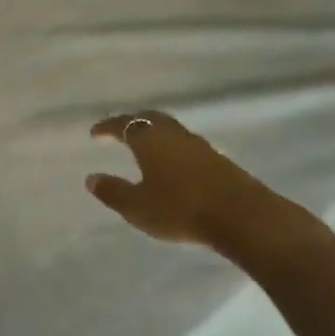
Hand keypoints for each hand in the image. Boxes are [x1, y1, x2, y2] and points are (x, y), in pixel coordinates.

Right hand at [86, 110, 314, 261]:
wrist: (242, 216)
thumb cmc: (181, 208)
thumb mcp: (138, 207)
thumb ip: (113, 192)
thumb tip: (91, 178)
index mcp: (150, 139)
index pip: (123, 124)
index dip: (107, 128)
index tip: (95, 133)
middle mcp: (173, 135)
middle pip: (150, 118)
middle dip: (132, 122)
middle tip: (120, 130)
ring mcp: (199, 145)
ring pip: (170, 129)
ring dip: (154, 133)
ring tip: (144, 146)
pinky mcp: (218, 159)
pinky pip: (186, 144)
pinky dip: (171, 146)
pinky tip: (172, 163)